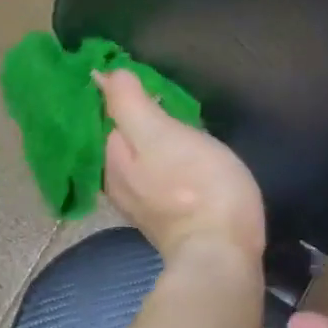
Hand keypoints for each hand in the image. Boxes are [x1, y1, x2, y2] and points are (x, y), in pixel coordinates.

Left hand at [95, 69, 265, 264]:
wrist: (222, 253)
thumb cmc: (195, 187)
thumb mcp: (160, 135)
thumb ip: (129, 104)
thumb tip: (105, 75)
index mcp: (110, 161)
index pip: (106, 116)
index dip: (122, 94)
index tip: (143, 79)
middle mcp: (117, 184)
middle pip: (122, 139)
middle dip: (136, 118)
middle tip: (164, 96)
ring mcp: (141, 204)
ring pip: (141, 159)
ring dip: (153, 140)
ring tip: (177, 120)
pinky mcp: (166, 218)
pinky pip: (158, 178)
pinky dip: (166, 163)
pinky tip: (183, 157)